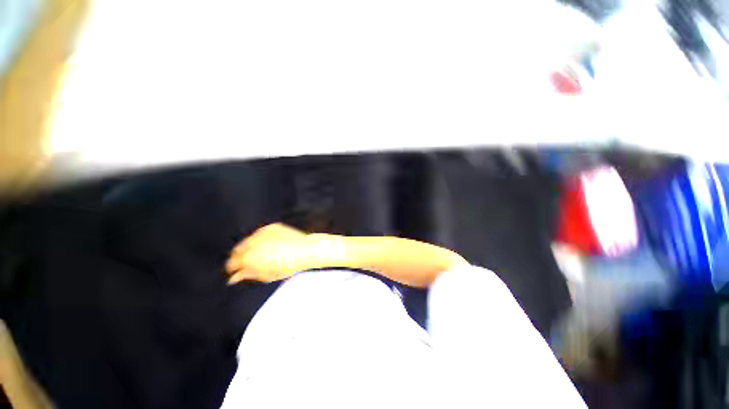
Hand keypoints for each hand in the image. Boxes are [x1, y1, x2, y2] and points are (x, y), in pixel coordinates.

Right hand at [226, 223, 315, 283]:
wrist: (305, 250)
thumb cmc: (288, 265)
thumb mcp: (267, 275)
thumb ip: (248, 275)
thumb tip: (234, 278)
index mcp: (249, 257)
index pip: (232, 262)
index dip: (233, 268)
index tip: (236, 271)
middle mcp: (253, 243)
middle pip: (238, 250)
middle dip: (241, 256)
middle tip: (249, 262)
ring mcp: (263, 232)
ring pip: (249, 240)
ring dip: (251, 247)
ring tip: (263, 254)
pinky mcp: (272, 226)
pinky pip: (261, 233)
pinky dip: (262, 239)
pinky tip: (271, 245)